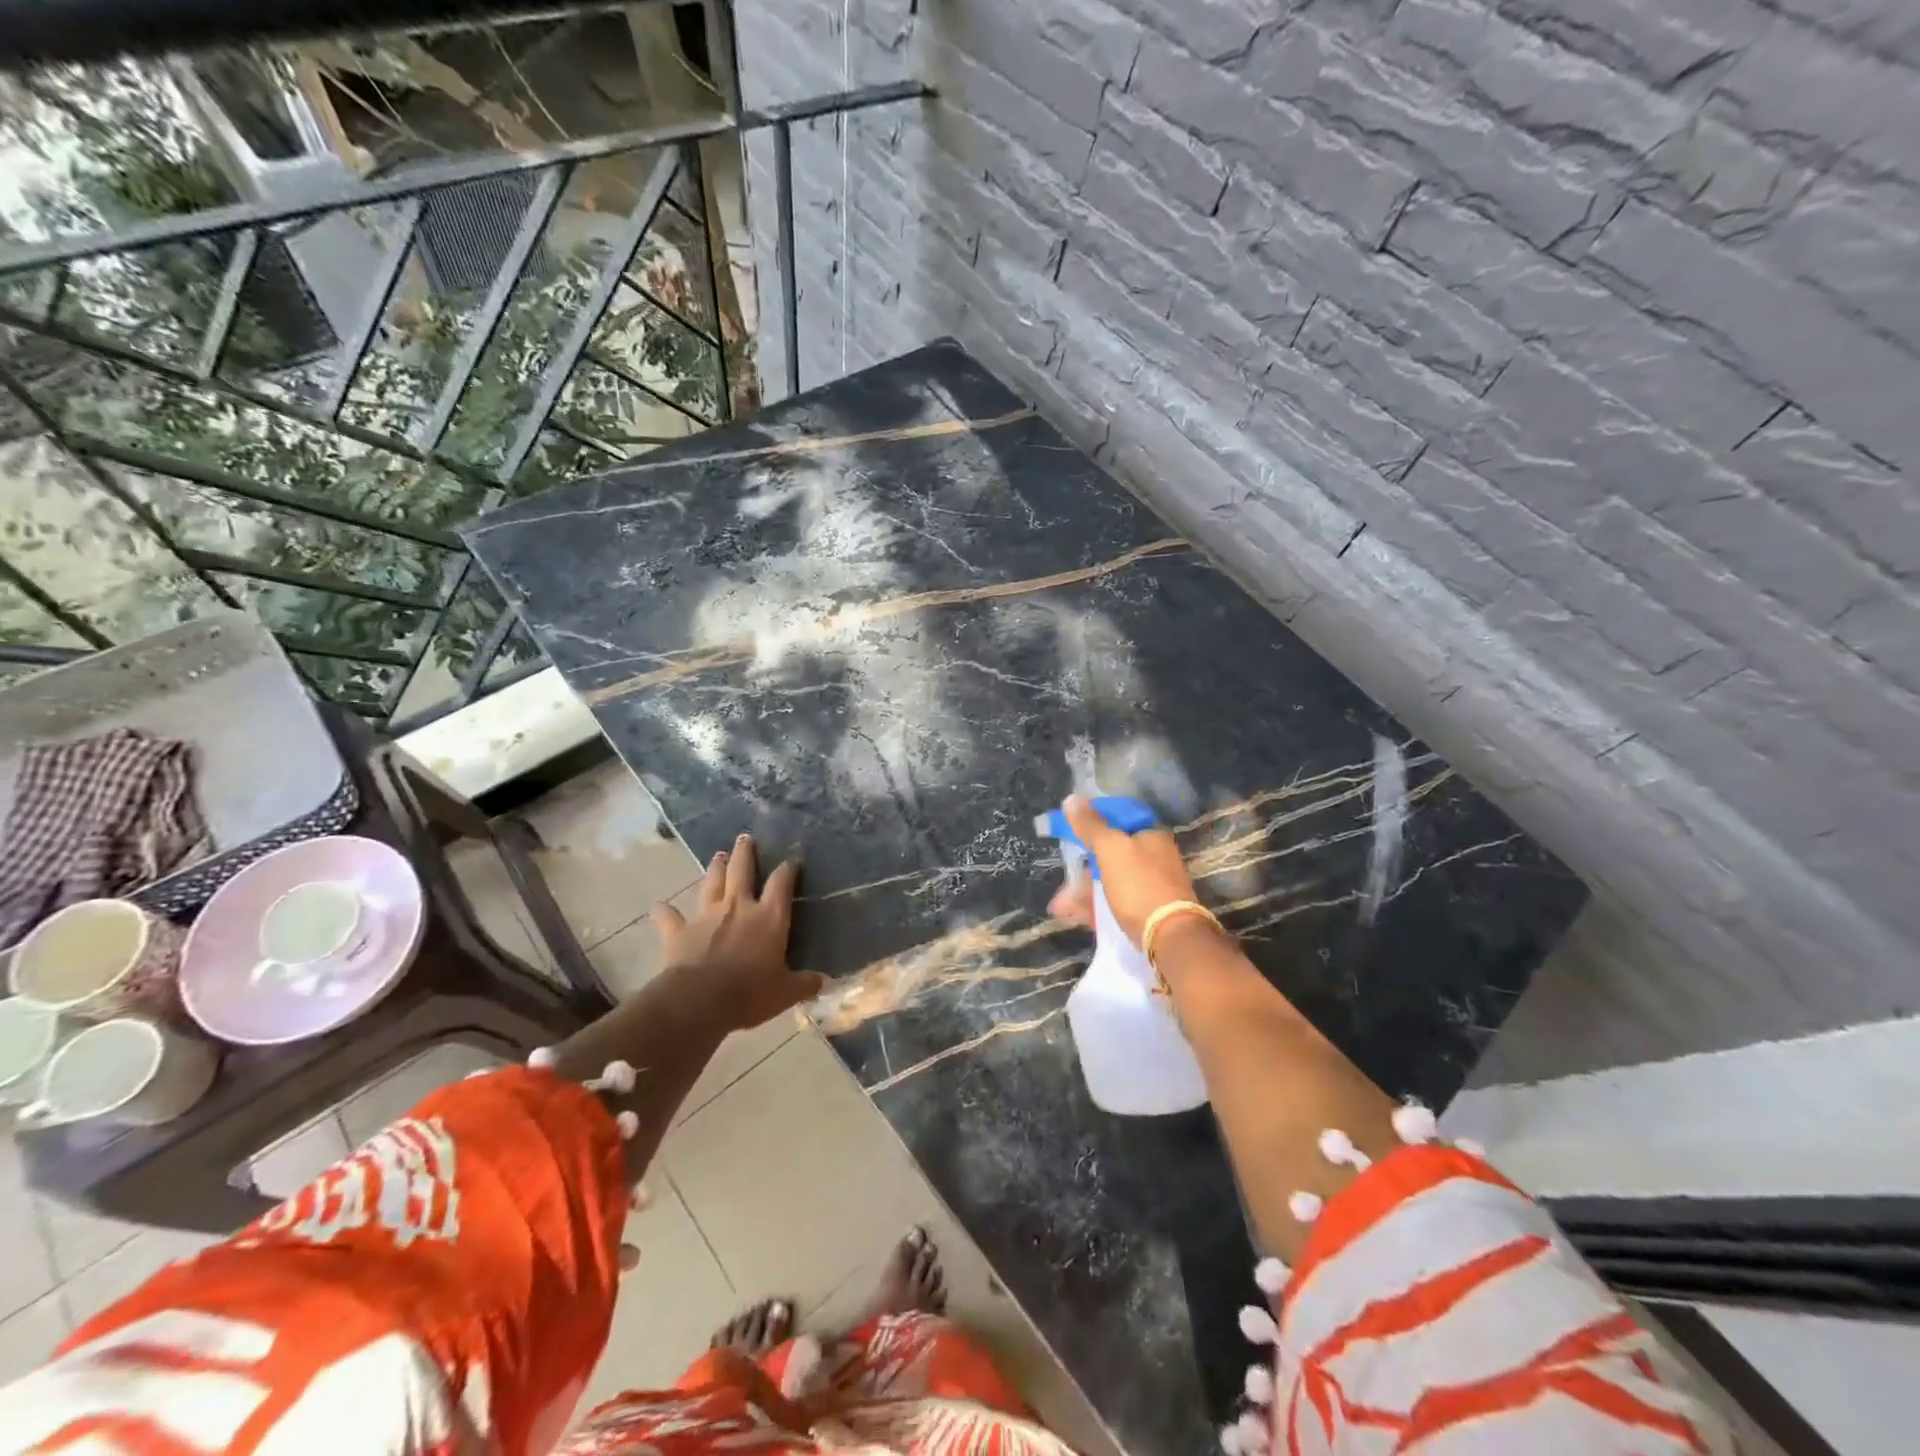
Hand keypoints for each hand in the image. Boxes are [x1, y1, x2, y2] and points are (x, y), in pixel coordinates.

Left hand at [651, 834, 826, 1031]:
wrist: (701, 1000)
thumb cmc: (750, 993)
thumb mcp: (786, 992)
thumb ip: (804, 983)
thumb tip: (824, 981)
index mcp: (770, 917)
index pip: (782, 883)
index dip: (787, 870)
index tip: (791, 861)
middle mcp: (739, 907)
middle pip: (742, 871)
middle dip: (745, 853)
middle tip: (745, 838)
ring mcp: (707, 916)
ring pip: (712, 883)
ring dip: (715, 868)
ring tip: (718, 855)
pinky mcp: (679, 931)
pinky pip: (670, 917)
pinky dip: (664, 912)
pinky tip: (659, 907)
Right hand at [1045, 794, 1201, 946]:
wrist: (1169, 937)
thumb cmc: (1138, 884)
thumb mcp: (1110, 849)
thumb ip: (1090, 825)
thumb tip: (1071, 799)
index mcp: (1150, 835)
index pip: (1117, 818)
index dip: (1091, 821)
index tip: (1068, 830)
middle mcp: (1154, 857)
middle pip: (1110, 852)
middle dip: (1082, 865)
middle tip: (1063, 874)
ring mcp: (1150, 885)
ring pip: (1109, 880)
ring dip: (1083, 890)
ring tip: (1059, 905)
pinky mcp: (1146, 911)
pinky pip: (1114, 902)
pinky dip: (1094, 906)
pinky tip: (1072, 915)